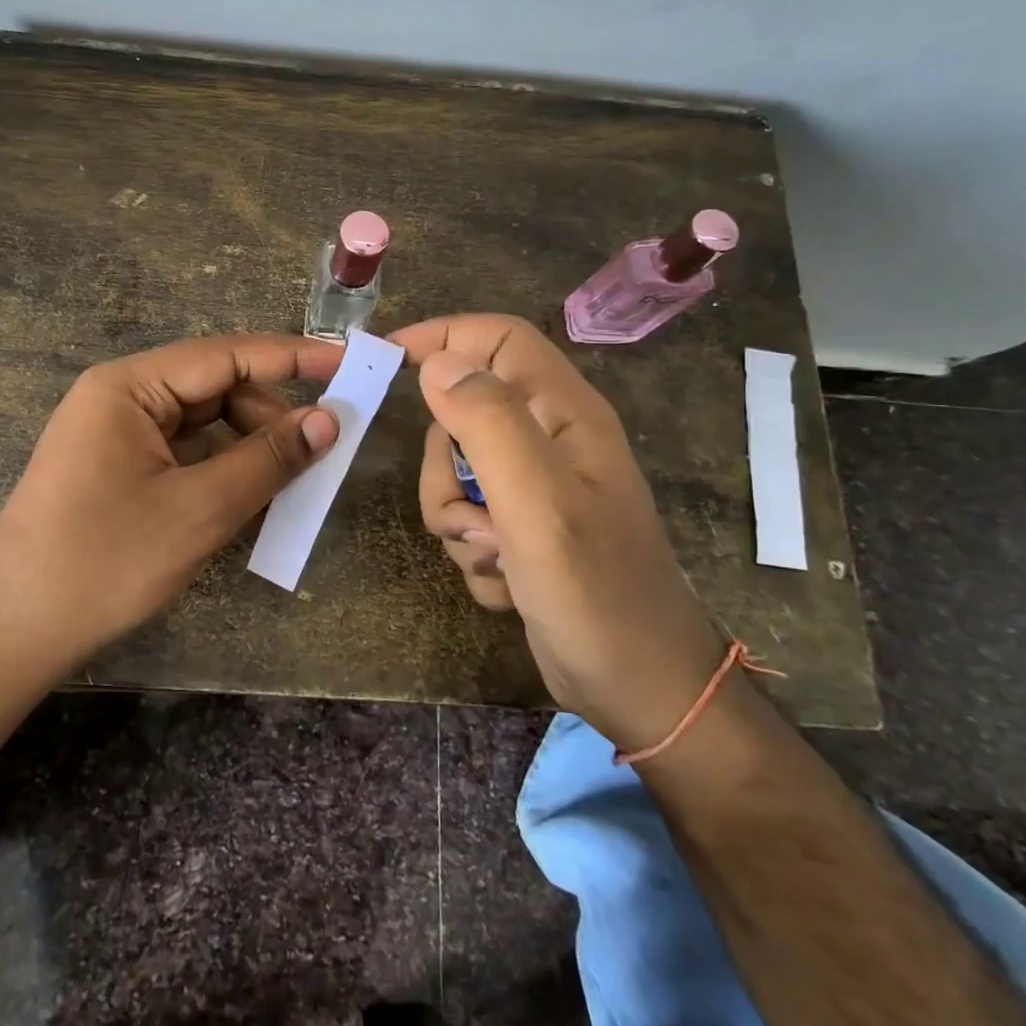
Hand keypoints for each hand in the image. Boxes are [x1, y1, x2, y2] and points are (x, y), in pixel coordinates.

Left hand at [0, 333, 341, 669]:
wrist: (11, 634)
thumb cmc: (104, 563)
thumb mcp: (199, 510)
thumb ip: (267, 459)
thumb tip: (328, 421)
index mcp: (129, 386)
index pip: (226, 355)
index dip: (292, 358)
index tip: (348, 363)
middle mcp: (120, 398)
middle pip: (215, 389)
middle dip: (268, 416)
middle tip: (319, 452)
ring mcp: (114, 435)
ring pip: (202, 424)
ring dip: (248, 448)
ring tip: (288, 484)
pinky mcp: (115, 469)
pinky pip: (183, 454)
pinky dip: (220, 470)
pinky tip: (248, 499)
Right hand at [390, 314, 726, 748]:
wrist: (640, 690)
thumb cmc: (597, 591)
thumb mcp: (539, 502)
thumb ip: (488, 423)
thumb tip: (437, 363)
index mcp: (563, 413)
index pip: (497, 338)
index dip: (443, 335)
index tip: (386, 359)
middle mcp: (548, 441)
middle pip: (460, 414)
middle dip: (444, 466)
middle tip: (470, 511)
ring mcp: (533, 488)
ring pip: (453, 474)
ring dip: (457, 519)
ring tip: (496, 554)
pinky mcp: (521, 529)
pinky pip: (465, 519)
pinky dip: (473, 552)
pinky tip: (510, 582)